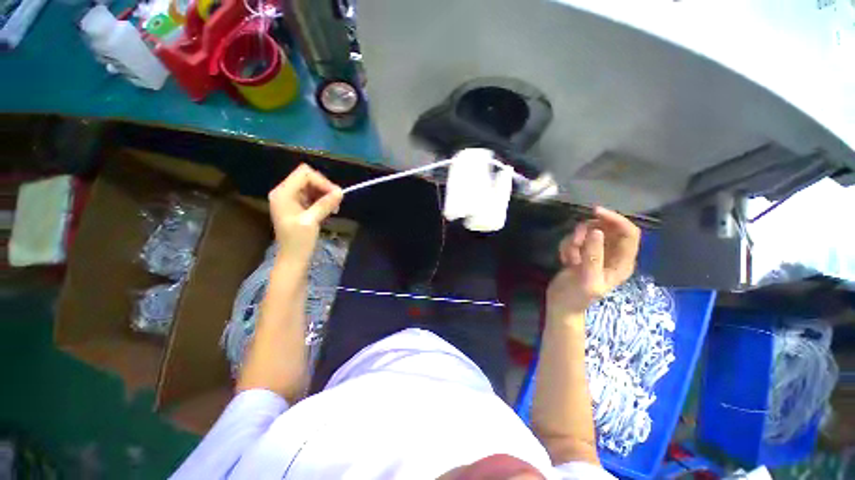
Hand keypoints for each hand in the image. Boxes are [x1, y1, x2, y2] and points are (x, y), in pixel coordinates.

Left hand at [269, 164, 342, 262]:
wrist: (293, 258)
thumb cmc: (299, 242)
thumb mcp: (312, 222)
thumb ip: (325, 204)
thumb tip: (340, 192)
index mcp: (283, 193)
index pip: (304, 174)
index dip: (322, 182)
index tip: (336, 195)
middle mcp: (285, 192)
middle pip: (308, 178)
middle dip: (324, 187)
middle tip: (337, 202)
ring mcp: (291, 199)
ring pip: (312, 186)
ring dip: (325, 194)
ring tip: (334, 208)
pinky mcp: (297, 206)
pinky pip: (312, 196)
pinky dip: (322, 200)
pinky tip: (329, 210)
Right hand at [546, 206, 640, 320]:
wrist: (560, 304)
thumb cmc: (576, 297)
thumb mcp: (587, 279)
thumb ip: (593, 256)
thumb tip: (596, 231)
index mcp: (622, 262)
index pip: (629, 233)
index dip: (615, 219)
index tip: (595, 212)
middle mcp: (612, 254)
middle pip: (607, 228)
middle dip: (588, 232)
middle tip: (575, 241)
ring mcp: (596, 253)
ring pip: (588, 232)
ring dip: (574, 241)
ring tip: (569, 258)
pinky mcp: (582, 253)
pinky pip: (574, 239)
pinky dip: (567, 246)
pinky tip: (565, 260)